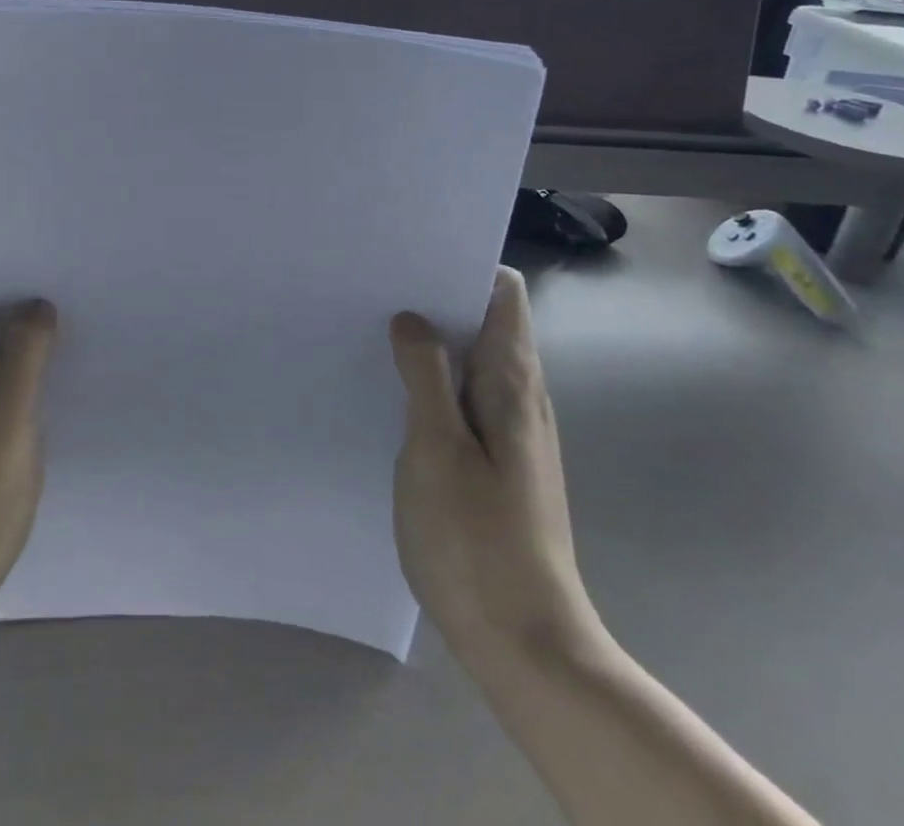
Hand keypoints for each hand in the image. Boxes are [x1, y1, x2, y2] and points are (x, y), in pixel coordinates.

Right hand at [390, 268, 598, 670]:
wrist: (526, 645)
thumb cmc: (476, 539)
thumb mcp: (436, 448)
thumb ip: (425, 375)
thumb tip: (413, 318)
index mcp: (513, 382)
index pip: (504, 293)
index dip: (462, 266)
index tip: (411, 259)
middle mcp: (522, 397)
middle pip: (487, 321)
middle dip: (437, 298)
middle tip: (377, 290)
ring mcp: (514, 432)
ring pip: (474, 360)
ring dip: (434, 341)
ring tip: (377, 330)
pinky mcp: (499, 462)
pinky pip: (467, 397)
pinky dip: (436, 381)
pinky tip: (395, 392)